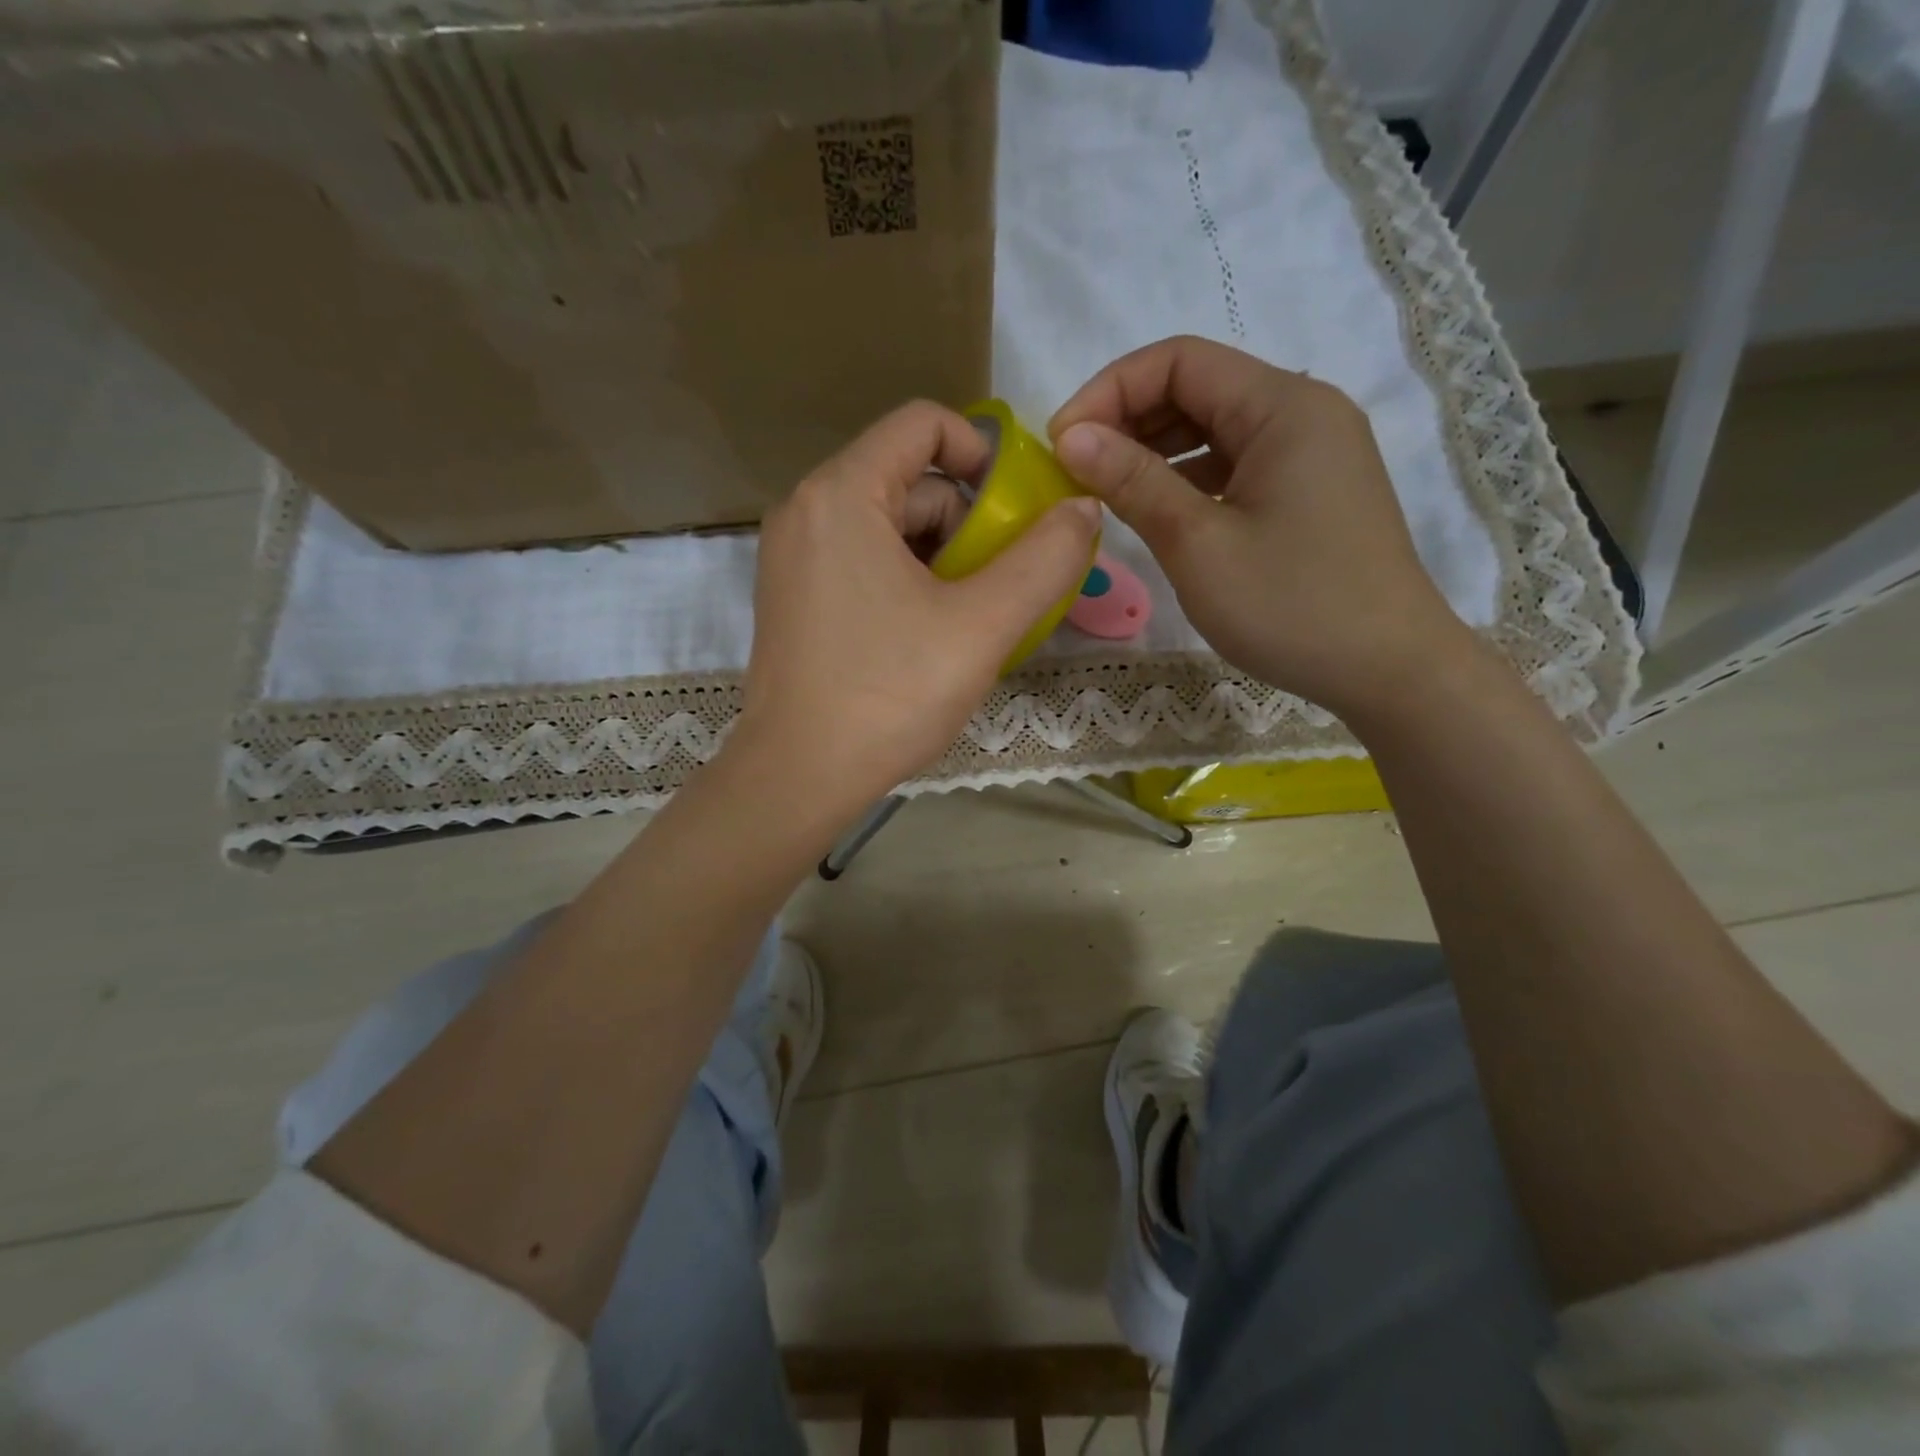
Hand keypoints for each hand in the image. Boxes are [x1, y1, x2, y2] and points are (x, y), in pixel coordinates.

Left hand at [735, 400, 1101, 814]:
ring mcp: (793, 556)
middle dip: (967, 522)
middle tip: (1001, 583)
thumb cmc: (889, 695)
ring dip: (942, 557)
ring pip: (888, 525)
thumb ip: (1044, 560)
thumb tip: (1083, 509)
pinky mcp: (793, 596)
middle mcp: (807, 510)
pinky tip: (931, 633)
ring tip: (972, 617)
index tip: (1017, 509)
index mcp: (843, 494)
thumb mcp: (982, 625)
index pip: (923, 423)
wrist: (799, 777)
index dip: (983, 452)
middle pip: (909, 479)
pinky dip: (907, 579)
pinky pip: (863, 560)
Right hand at [1049, 336, 1470, 719]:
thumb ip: (1133, 481)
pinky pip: (1237, 464)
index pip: (1179, 360)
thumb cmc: (1291, 606)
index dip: (1109, 390)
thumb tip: (1070, 436)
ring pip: (1216, 428)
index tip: (1060, 442)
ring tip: (1106, 489)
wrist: (1389, 670)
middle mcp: (1303, 412)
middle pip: (1198, 387)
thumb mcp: (1198, 543)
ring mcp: (1312, 453)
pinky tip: (1157, 509)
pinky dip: (1189, 477)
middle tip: (1075, 469)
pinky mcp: (1310, 491)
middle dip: (1128, 418)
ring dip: (1155, 449)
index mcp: (1283, 405)